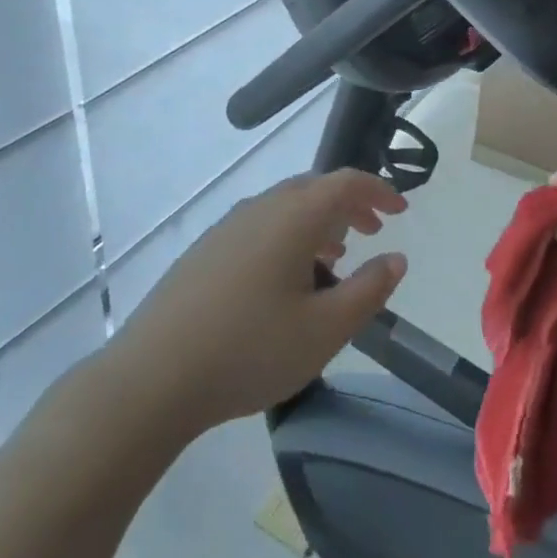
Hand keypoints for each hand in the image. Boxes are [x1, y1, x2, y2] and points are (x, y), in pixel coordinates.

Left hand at [112, 170, 408, 439]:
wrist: (154, 375)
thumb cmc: (250, 349)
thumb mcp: (325, 330)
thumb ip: (368, 291)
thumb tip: (395, 259)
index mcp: (293, 216)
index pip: (345, 182)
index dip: (378, 191)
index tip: (402, 210)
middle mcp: (260, 207)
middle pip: (314, 188)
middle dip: (349, 205)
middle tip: (373, 231)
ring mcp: (228, 226)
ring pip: (285, 206)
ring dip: (318, 221)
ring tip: (335, 256)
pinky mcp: (206, 249)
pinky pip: (261, 224)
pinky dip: (288, 234)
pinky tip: (286, 277)